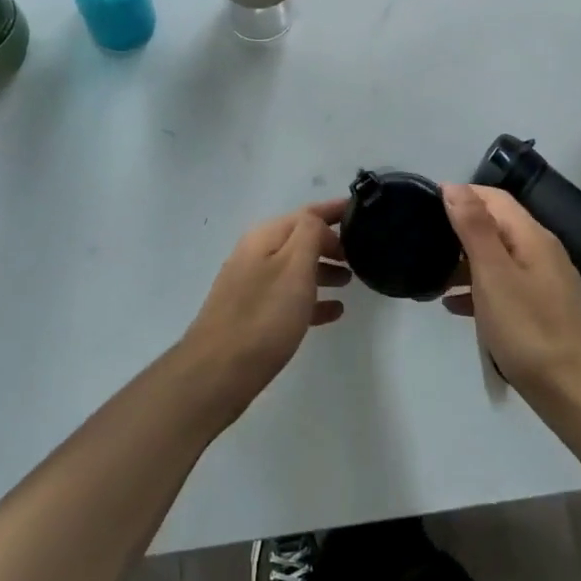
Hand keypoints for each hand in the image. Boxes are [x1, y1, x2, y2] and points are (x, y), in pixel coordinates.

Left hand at [180, 200, 350, 418]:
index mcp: (265, 237)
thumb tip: (319, 223)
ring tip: (351, 281)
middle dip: (331, 243)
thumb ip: (310, 235)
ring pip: (295, 268)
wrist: (218, 371)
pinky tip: (333, 312)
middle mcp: (256, 254)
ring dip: (323, 270)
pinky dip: (312, 298)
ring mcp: (252, 285)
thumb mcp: (294, 267)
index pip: (307, 213)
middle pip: (300, 239)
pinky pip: (289, 297)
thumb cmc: (264, 316)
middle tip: (362, 254)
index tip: (362, 209)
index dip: (334, 210)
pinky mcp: (252, 314)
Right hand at [441, 185, 580, 409]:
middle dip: (459, 229)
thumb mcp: (494, 275)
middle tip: (422, 243)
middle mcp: (542, 252)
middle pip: (496, 226)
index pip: (493, 198)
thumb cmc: (531, 331)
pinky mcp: (543, 312)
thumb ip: (474, 228)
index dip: (461, 195)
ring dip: (465, 263)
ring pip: (498, 259)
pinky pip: (505, 288)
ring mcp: (545, 284)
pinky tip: (456, 307)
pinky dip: (479, 290)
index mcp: (532, 237)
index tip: (424, 207)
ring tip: (431, 277)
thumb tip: (454, 186)